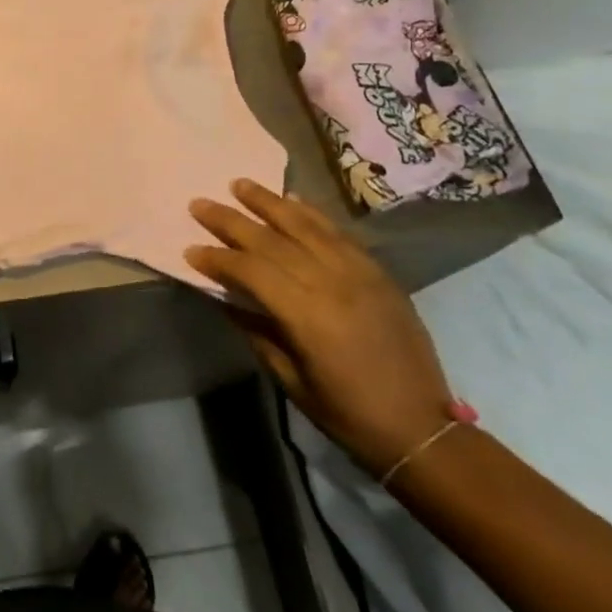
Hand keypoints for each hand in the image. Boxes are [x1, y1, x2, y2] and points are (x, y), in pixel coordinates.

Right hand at [187, 178, 454, 476]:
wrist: (422, 428)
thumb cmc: (348, 413)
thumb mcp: (291, 379)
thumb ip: (255, 332)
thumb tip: (223, 298)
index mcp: (307, 315)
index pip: (251, 271)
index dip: (218, 258)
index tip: (190, 250)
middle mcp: (331, 283)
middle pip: (272, 240)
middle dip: (231, 221)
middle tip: (200, 203)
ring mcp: (358, 273)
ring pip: (305, 225)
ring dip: (269, 202)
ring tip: (240, 184)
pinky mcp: (377, 272)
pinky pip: (338, 233)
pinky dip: (311, 213)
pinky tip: (291, 200)